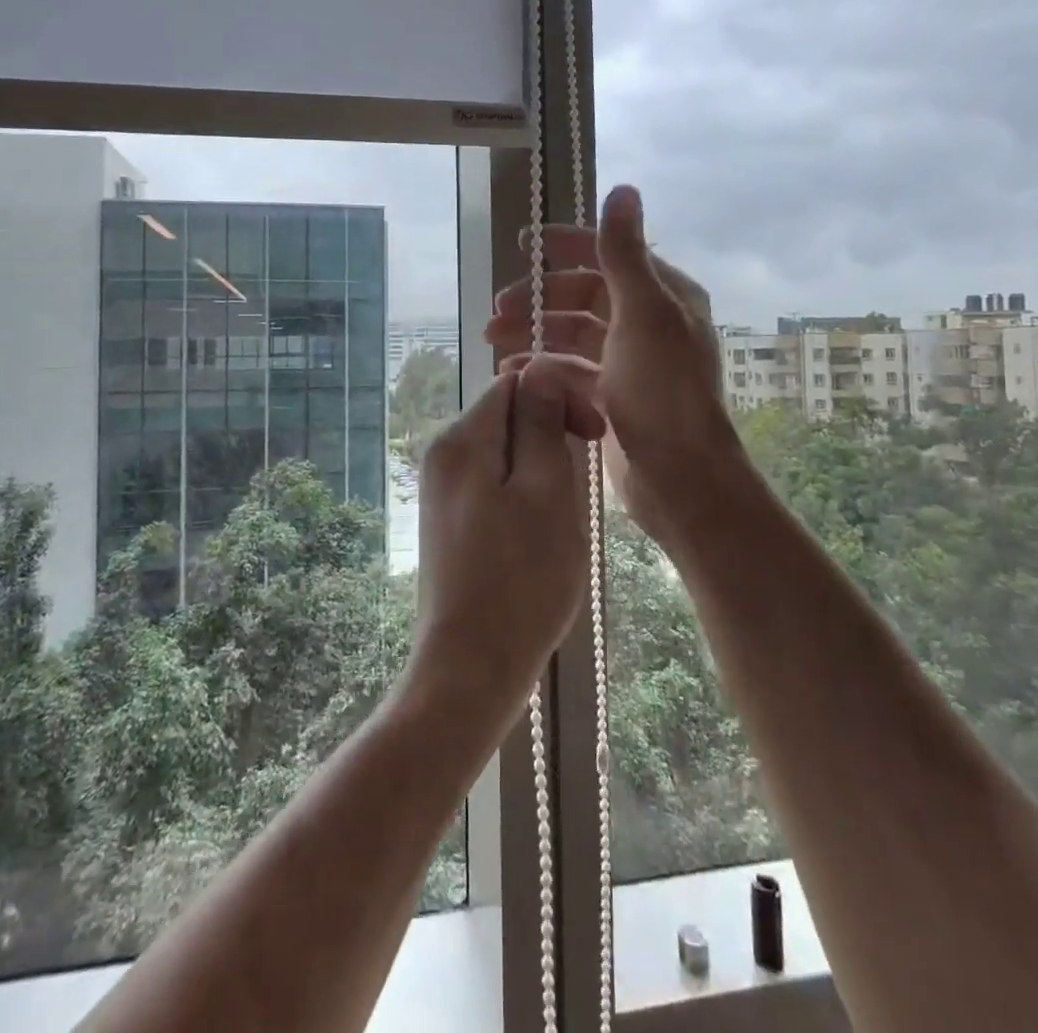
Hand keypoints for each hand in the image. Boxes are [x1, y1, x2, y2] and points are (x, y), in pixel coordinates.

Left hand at [411, 353, 605, 722]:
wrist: (470, 667)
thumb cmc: (520, 580)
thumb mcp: (545, 492)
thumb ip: (541, 425)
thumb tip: (538, 370)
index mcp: (462, 439)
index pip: (515, 382)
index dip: (560, 396)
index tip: (594, 434)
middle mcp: (444, 454)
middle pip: (508, 414)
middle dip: (551, 434)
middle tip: (581, 481)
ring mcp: (443, 489)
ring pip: (506, 451)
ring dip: (543, 468)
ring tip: (564, 514)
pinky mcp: (451, 519)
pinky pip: (495, 482)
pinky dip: (525, 493)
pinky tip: (541, 532)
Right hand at [485, 185, 740, 550]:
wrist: (680, 475)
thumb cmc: (662, 389)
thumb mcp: (643, 313)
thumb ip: (624, 253)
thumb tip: (622, 188)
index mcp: (663, 295)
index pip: (608, 255)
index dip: (565, 245)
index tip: (523, 245)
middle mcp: (648, 323)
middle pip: (584, 296)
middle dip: (539, 298)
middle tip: (497, 308)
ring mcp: (630, 362)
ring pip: (572, 335)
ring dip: (534, 332)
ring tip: (493, 340)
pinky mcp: (614, 397)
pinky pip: (571, 371)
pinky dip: (543, 367)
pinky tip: (514, 372)